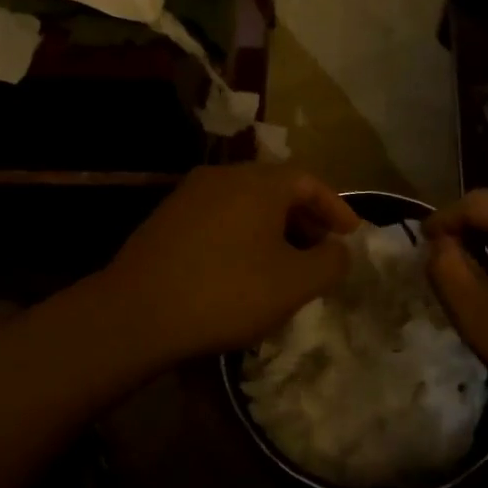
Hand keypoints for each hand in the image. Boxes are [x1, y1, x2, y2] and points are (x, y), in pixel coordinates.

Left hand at [102, 164, 359, 364]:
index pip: (310, 181)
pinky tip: (242, 270)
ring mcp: (190, 194)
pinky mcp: (166, 218)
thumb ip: (330, 262)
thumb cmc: (227, 292)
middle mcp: (224, 176)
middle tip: (321, 252)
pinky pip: (219, 218)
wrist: (136, 312)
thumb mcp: (294, 284)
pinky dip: (242, 235)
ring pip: (246, 204)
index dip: (336, 208)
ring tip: (285, 265)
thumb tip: (339, 249)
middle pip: (277, 189)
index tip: (351, 237)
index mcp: (259, 182)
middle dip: (305, 219)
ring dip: (273, 229)